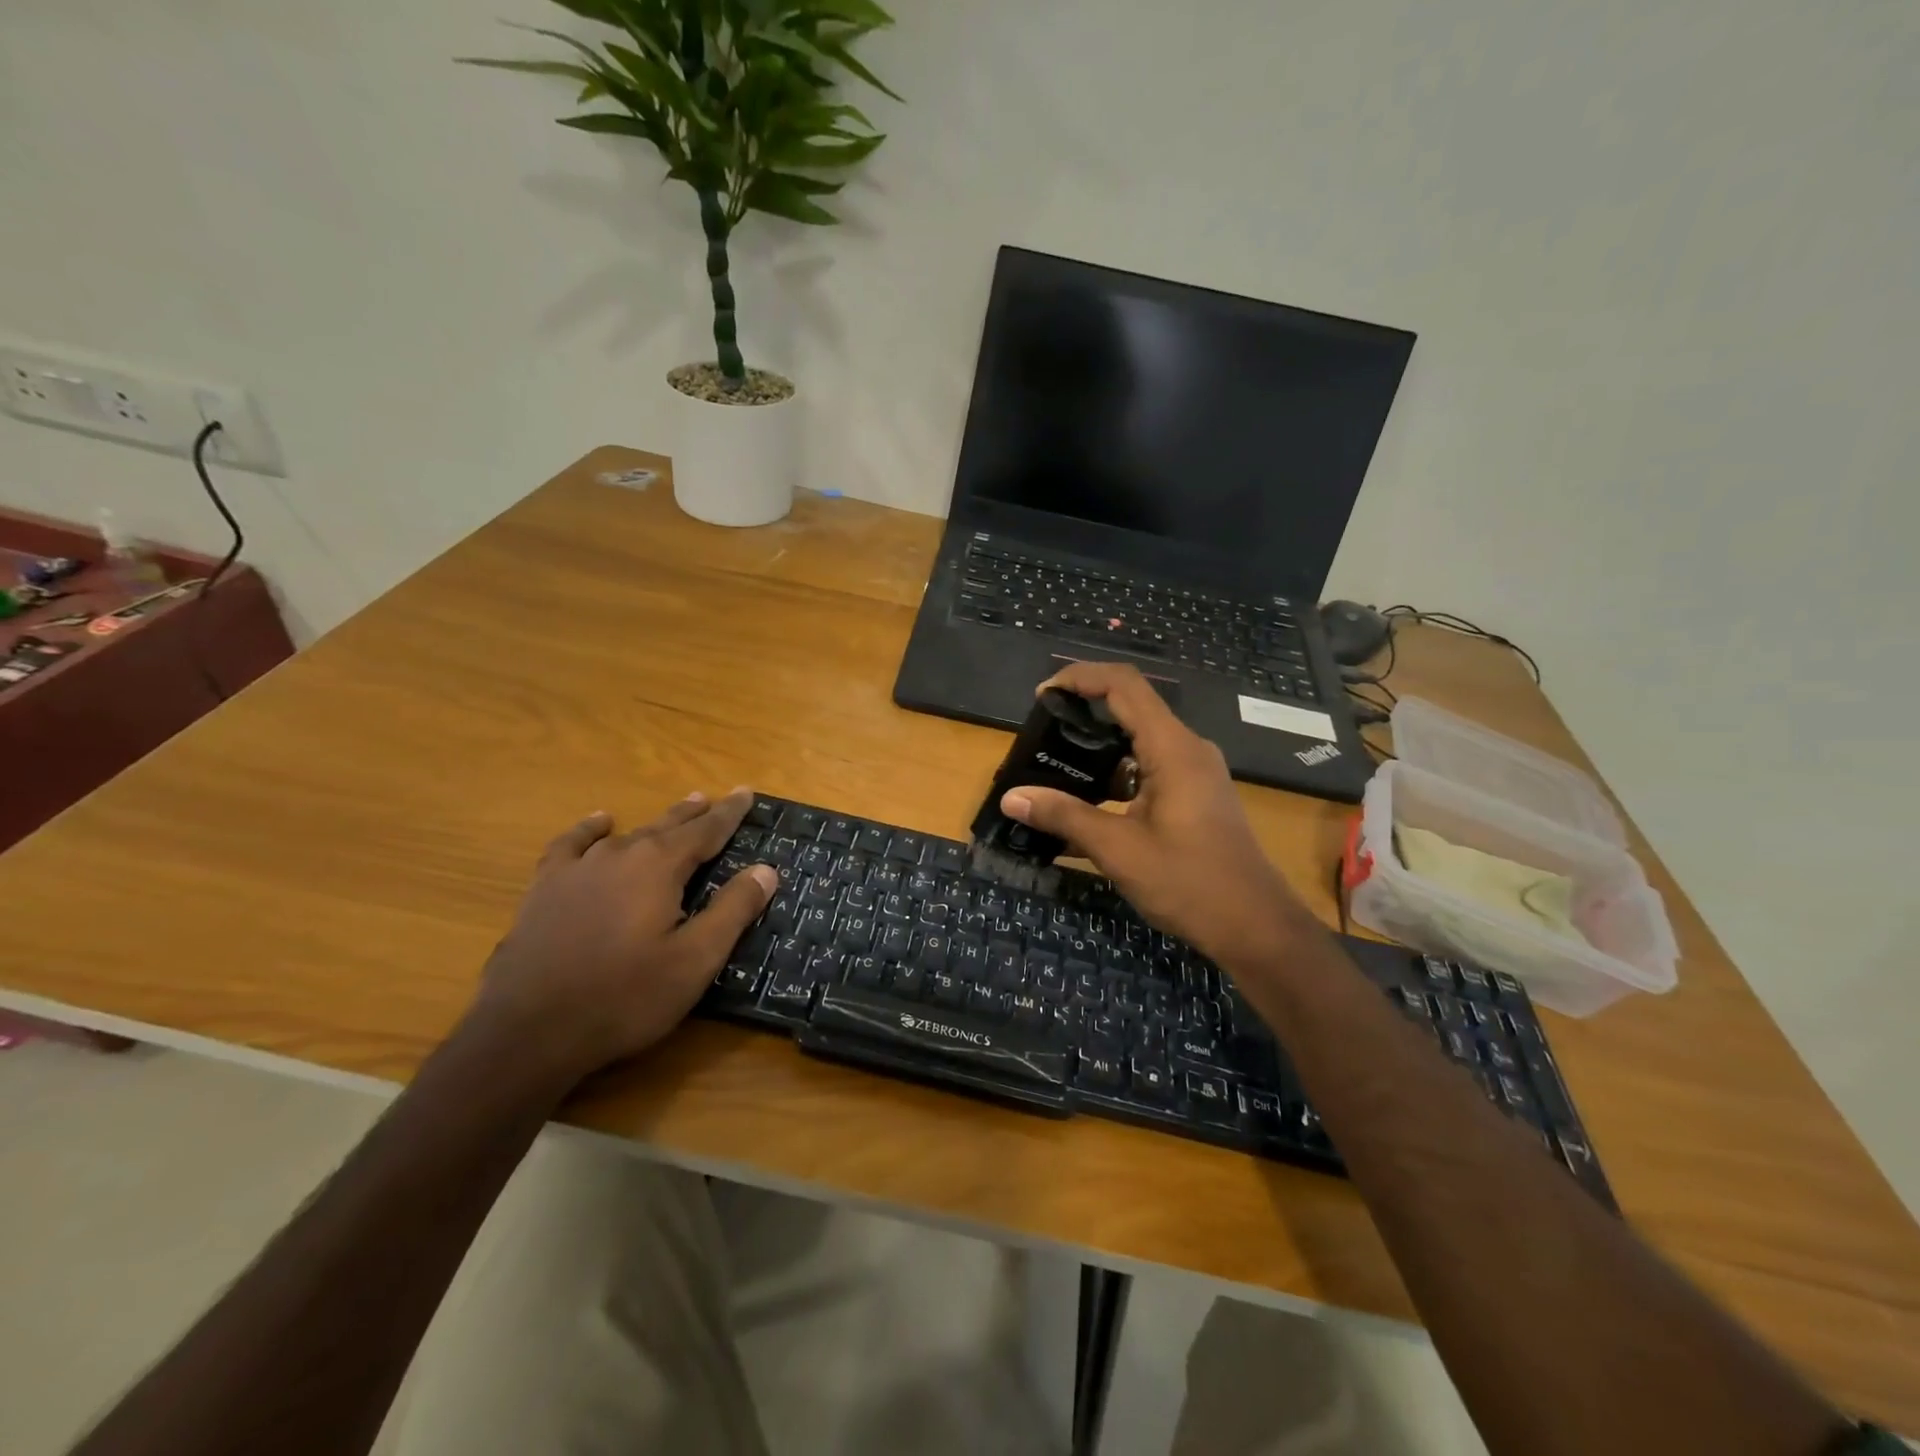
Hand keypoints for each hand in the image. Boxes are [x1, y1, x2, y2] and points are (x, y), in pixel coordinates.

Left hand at [469, 788, 775, 1086]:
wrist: (528, 1031)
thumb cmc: (625, 997)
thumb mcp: (695, 960)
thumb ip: (733, 910)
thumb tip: (766, 869)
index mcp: (660, 866)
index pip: (707, 830)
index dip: (731, 812)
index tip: (748, 792)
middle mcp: (621, 854)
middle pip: (668, 825)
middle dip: (697, 813)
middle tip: (716, 799)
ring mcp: (578, 868)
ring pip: (628, 834)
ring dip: (657, 823)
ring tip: (677, 812)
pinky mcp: (545, 888)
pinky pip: (572, 844)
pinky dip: (591, 830)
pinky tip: (600, 824)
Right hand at [1000, 664, 1305, 968]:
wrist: (1255, 927)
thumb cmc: (1189, 882)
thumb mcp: (1118, 849)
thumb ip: (1064, 817)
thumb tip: (1011, 797)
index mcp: (1172, 748)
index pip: (1123, 685)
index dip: (1080, 677)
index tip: (1042, 696)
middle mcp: (1186, 750)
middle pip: (1129, 709)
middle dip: (1082, 714)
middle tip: (1041, 735)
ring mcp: (1193, 774)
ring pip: (1137, 744)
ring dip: (1096, 751)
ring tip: (1053, 769)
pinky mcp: (1193, 797)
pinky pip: (1147, 771)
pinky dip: (1113, 779)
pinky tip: (1083, 809)